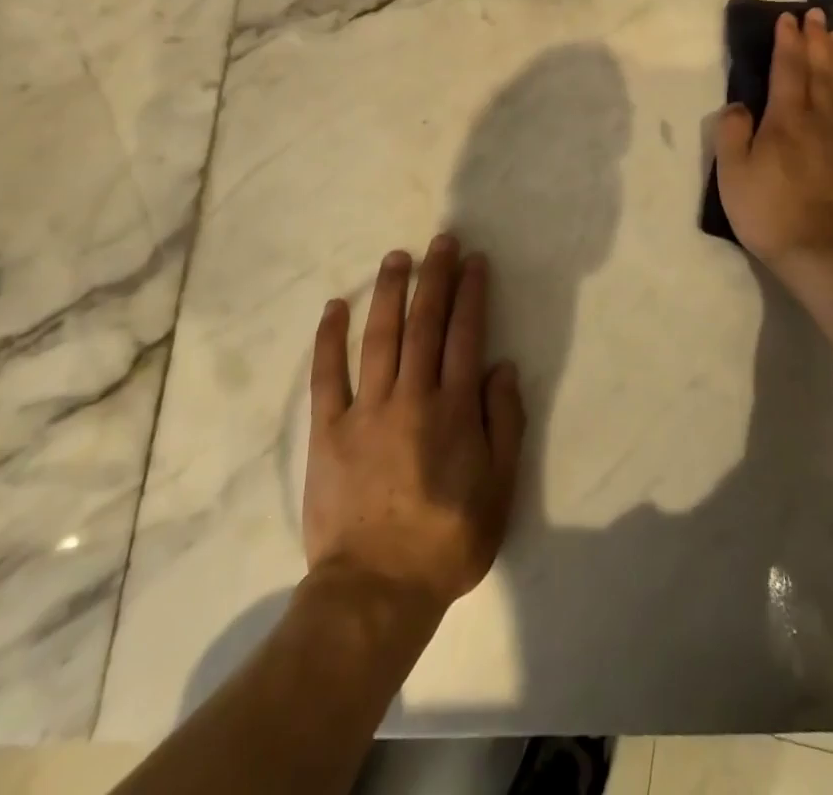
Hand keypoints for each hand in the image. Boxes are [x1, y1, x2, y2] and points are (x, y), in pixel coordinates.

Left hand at [303, 236, 525, 621]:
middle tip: (440, 241)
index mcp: (454, 409)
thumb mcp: (499, 489)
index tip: (474, 260)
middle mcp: (412, 396)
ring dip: (389, 292)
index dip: (472, 292)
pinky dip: (330, 338)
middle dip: (435, 277)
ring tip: (397, 257)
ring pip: (380, 336)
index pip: (466, 334)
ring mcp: (366, 409)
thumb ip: (505, 423)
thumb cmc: (447, 540)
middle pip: (425, 323)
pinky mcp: (328, 429)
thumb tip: (501, 366)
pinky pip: (327, 374)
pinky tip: (334, 306)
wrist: (376, 591)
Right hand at [714, 7, 832, 278]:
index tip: (788, 19)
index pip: (788, 69)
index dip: (787, 42)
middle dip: (816, 39)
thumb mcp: (732, 175)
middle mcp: (823, 118)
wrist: (829, 255)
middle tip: (816, 14)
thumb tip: (739, 105)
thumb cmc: (771, 214)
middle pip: (820, 70)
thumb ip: (732, 133)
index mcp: (787, 119)